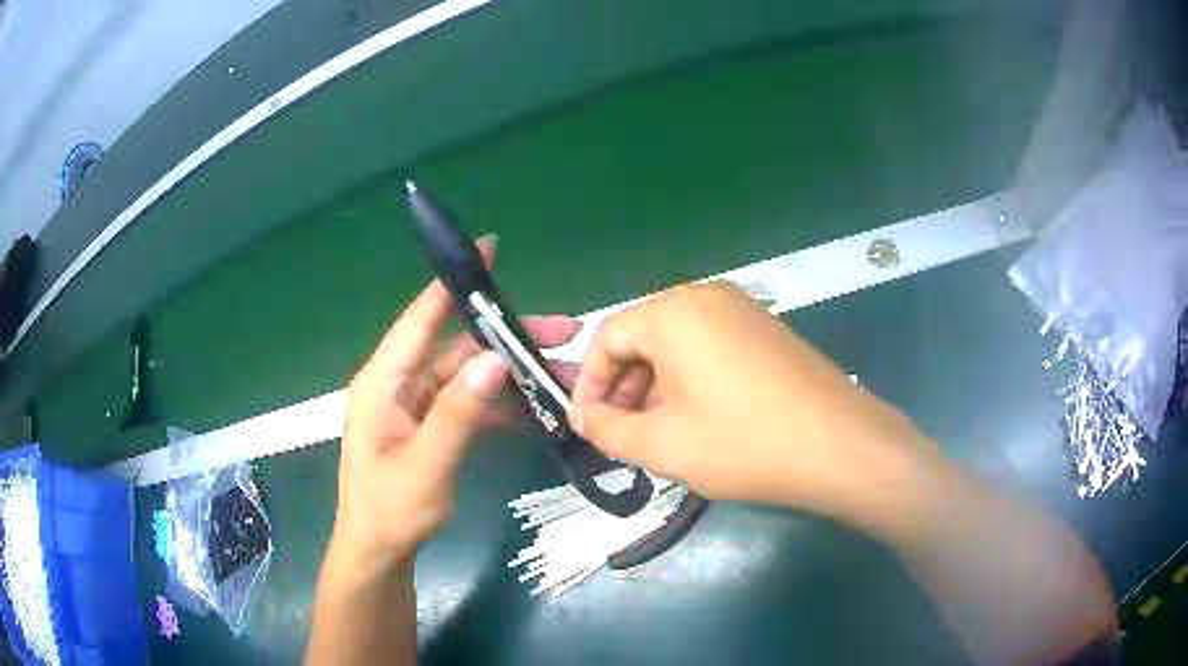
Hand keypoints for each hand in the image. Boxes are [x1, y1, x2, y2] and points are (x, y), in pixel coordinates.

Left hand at [331, 238, 580, 572]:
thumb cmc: (390, 509)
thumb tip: (495, 359)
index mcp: (384, 381)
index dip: (454, 283)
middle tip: (567, 332)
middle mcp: (401, 384)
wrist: (380, 552)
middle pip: (459, 347)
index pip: (420, 318)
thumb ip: (458, 412)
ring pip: (472, 375)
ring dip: (515, 375)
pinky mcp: (433, 426)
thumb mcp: (425, 463)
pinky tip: (539, 409)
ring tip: (566, 377)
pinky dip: (503, 405)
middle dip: (510, 339)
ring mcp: (418, 406)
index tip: (489, 250)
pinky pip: (472, 403)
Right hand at [570, 282, 939, 517]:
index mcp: (674, 312)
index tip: (586, 423)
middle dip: (624, 387)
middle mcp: (707, 298)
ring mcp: (744, 311)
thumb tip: (582, 417)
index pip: (607, 337)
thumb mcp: (664, 445)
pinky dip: (690, 380)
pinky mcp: (767, 331)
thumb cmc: (745, 443)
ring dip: (656, 387)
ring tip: (656, 433)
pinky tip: (698, 420)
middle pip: (644, 337)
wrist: (841, 446)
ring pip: (678, 345)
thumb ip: (609, 430)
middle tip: (620, 434)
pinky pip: (711, 348)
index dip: (589, 382)